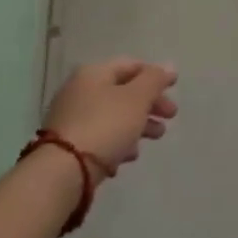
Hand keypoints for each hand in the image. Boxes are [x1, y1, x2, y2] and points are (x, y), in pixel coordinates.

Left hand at [44, 57, 178, 173]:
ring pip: (113, 116)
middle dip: (150, 104)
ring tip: (155, 138)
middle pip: (123, 92)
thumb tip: (169, 67)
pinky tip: (128, 157)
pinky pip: (100, 137)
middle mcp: (79, 91)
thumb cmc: (105, 126)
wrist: (62, 173)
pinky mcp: (68, 146)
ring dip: (138, 125)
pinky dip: (118, 143)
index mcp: (94, 73)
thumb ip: (155, 80)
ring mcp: (71, 119)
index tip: (174, 89)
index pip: (131, 65)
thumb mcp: (137, 98)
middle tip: (170, 118)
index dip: (155, 75)